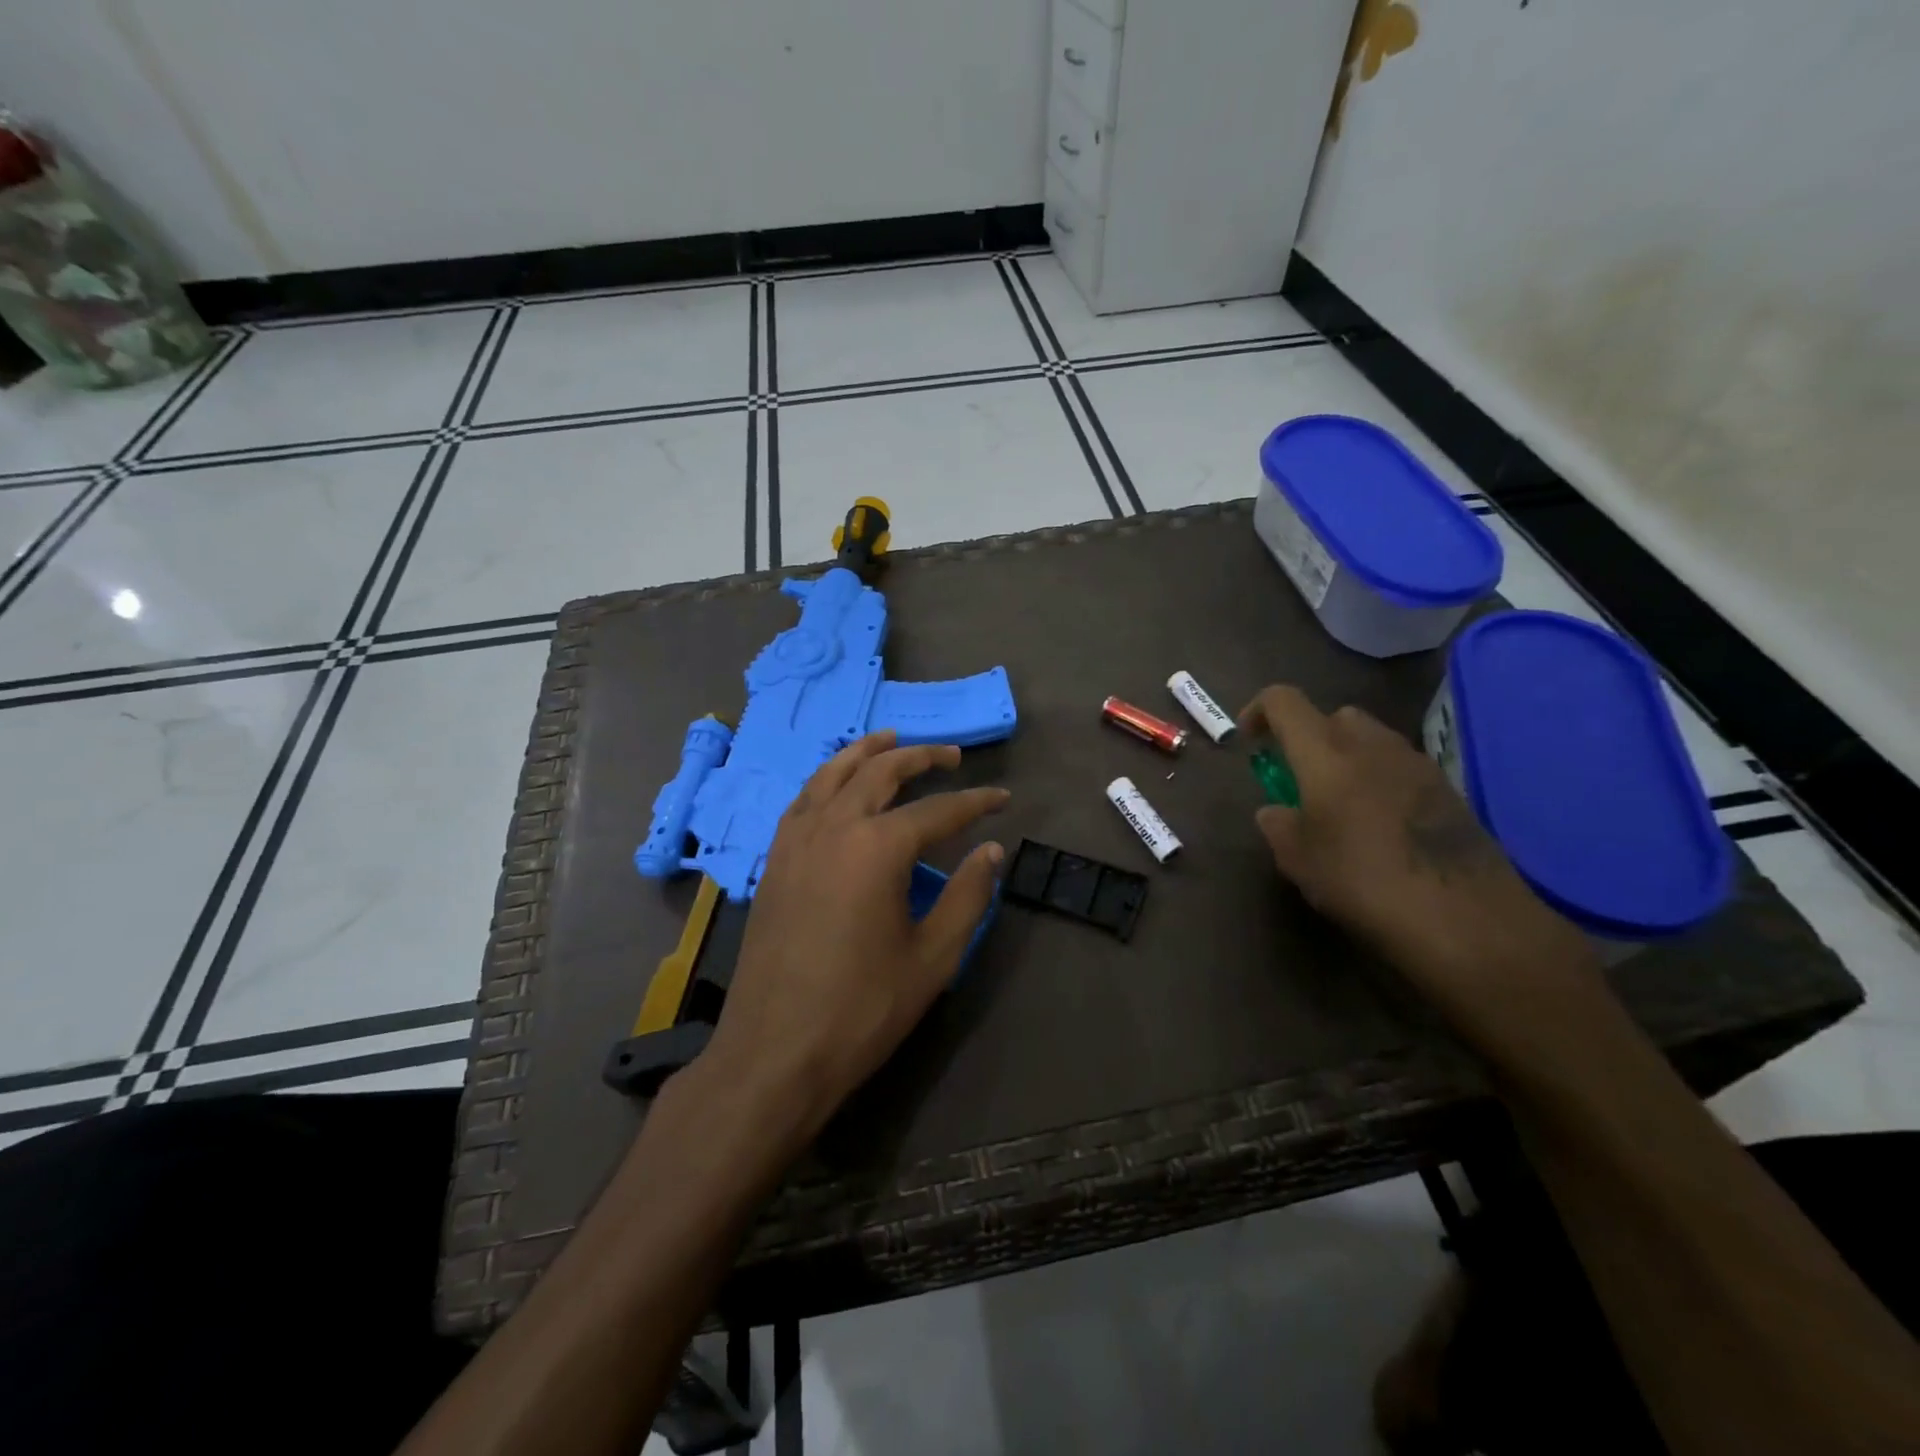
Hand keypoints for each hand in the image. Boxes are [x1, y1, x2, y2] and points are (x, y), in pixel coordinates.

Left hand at [699, 730, 1009, 1141]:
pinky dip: (827, 779)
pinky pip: (803, 800)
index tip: (1002, 797)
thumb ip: (967, 896)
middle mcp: (834, 827)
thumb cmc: (862, 1009)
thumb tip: (991, 850)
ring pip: (833, 774)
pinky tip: (837, 785)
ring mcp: (796, 840)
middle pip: (881, 772)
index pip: (938, 810)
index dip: (975, 802)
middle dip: (920, 757)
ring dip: (866, 752)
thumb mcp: (933, 957)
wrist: (774, 1051)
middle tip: (950, 755)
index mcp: (877, 847)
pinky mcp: (774, 860)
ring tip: (891, 738)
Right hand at [1239, 685, 1596, 1017]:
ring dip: (1348, 759)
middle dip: (1310, 737)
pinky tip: (1380, 827)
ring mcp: (1417, 764)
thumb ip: (1279, 826)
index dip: (1260, 711)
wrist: (1465, 918)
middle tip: (1299, 779)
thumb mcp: (1300, 862)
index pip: (1284, 701)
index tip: (1250, 741)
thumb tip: (1276, 811)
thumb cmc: (1364, 882)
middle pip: (1334, 716)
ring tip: (1340, 807)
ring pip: (1372, 739)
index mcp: (1326, 754)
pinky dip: (1380, 781)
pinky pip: (1401, 767)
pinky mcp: (1448, 790)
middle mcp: (1372, 745)